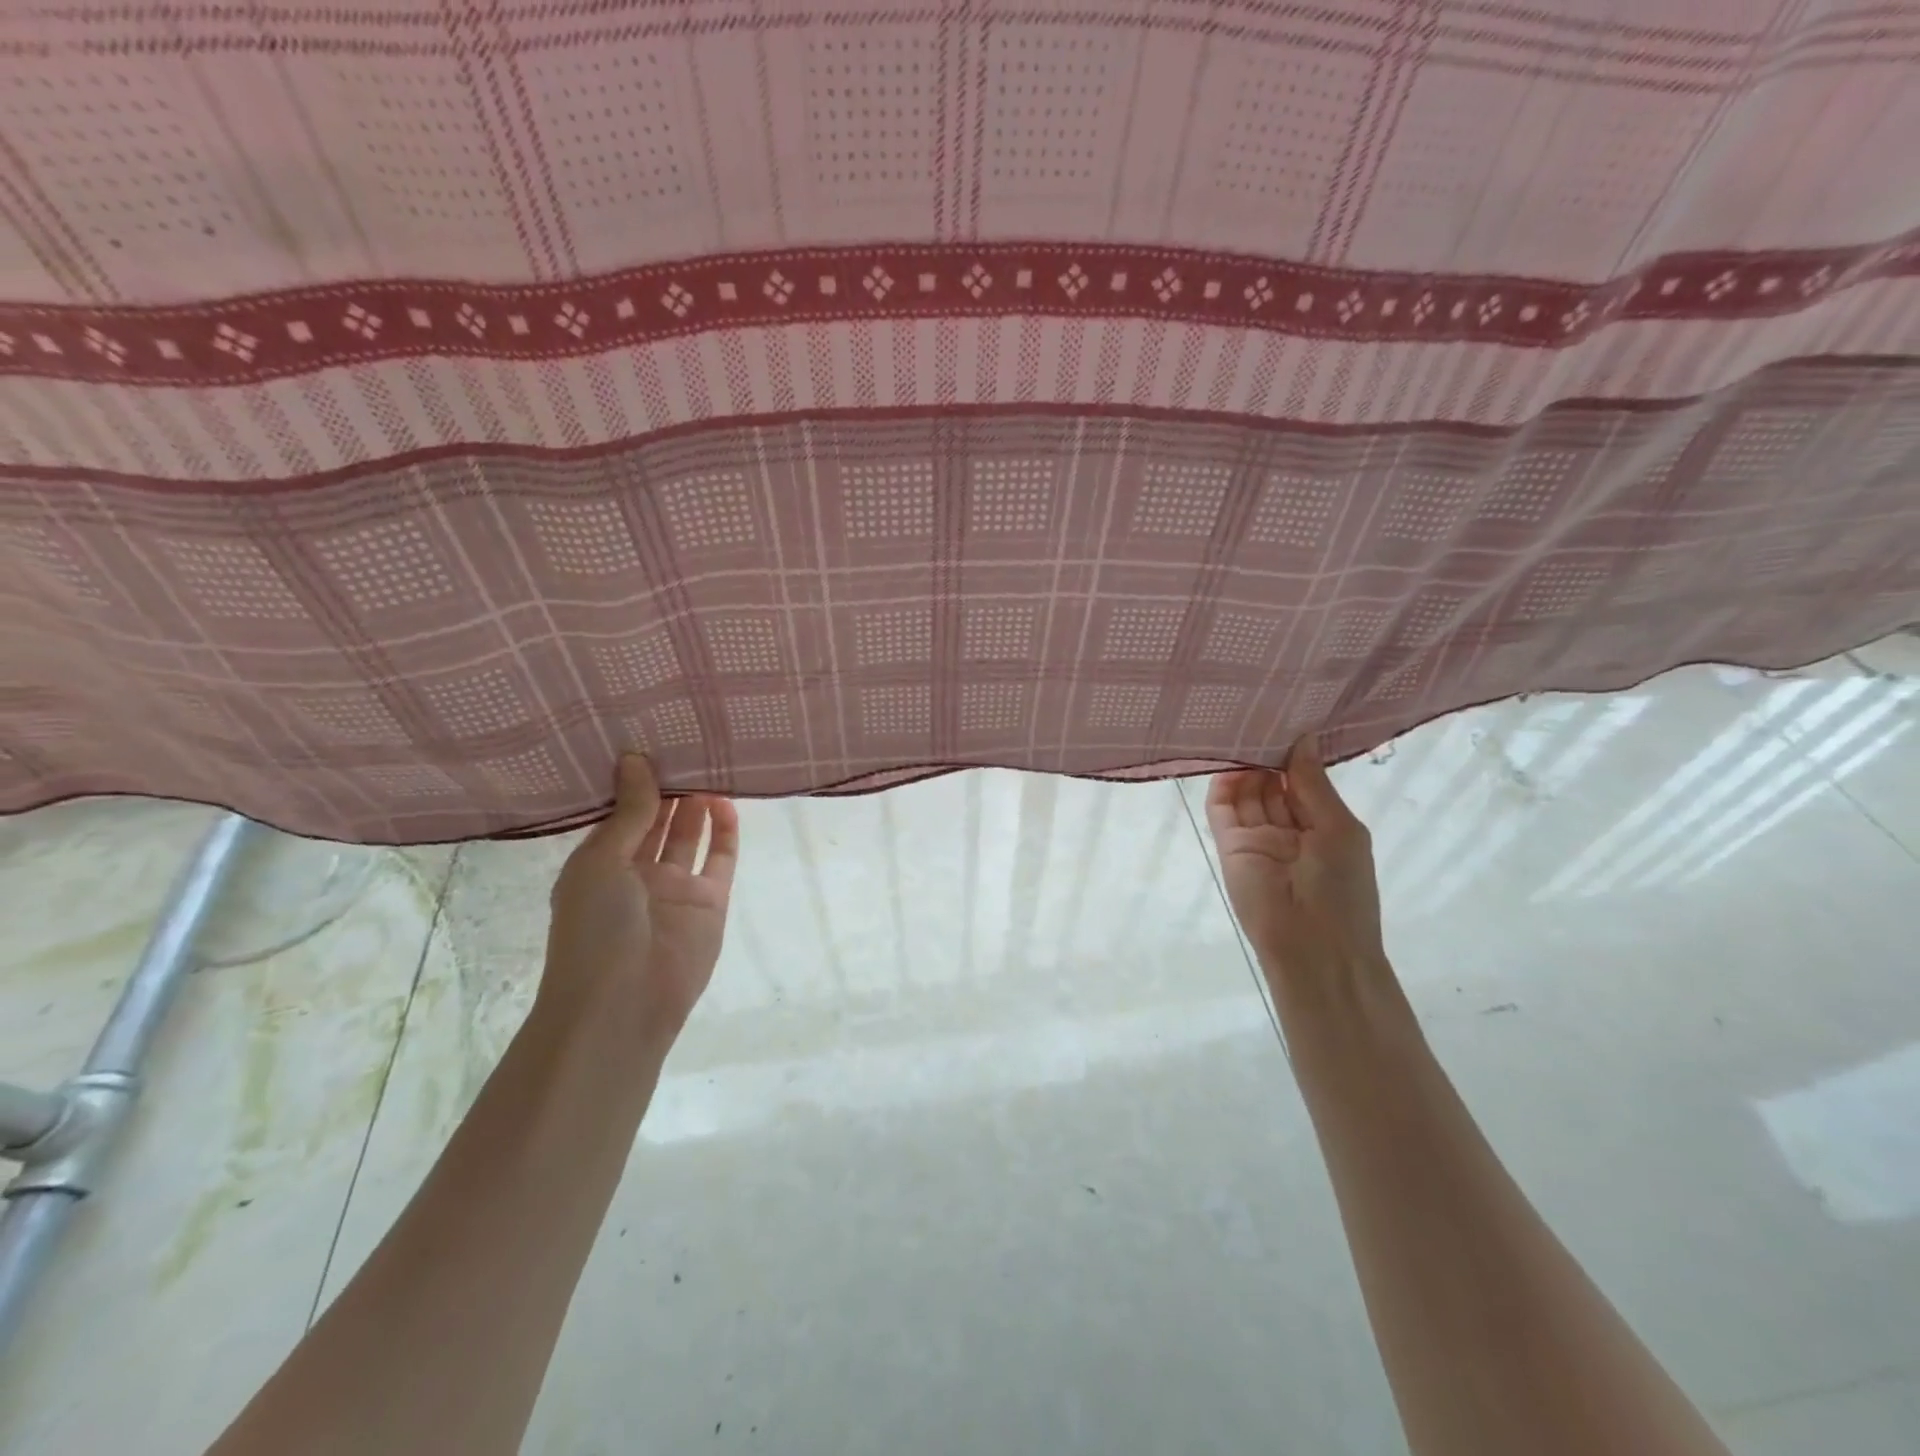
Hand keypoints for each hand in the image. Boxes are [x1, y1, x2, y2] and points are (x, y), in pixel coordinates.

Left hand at [543, 755, 738, 1036]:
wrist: (623, 1003)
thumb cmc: (595, 928)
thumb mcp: (602, 862)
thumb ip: (629, 813)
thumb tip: (636, 758)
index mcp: (600, 863)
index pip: (620, 813)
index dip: (635, 781)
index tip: (652, 741)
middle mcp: (637, 872)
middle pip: (657, 821)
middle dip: (670, 788)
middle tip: (688, 743)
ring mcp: (676, 888)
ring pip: (690, 836)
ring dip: (698, 805)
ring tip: (710, 763)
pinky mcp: (710, 902)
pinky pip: (719, 860)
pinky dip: (725, 832)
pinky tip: (727, 802)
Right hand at [1204, 735, 1386, 998]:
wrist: (1314, 948)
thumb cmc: (1342, 889)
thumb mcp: (1339, 828)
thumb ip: (1314, 784)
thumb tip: (1304, 737)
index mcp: (1323, 824)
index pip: (1303, 780)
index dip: (1294, 752)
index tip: (1286, 717)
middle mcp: (1288, 827)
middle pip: (1272, 783)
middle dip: (1266, 754)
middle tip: (1257, 716)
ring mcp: (1257, 837)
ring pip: (1246, 793)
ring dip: (1244, 766)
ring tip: (1239, 730)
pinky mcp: (1230, 845)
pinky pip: (1223, 810)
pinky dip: (1222, 786)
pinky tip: (1226, 759)